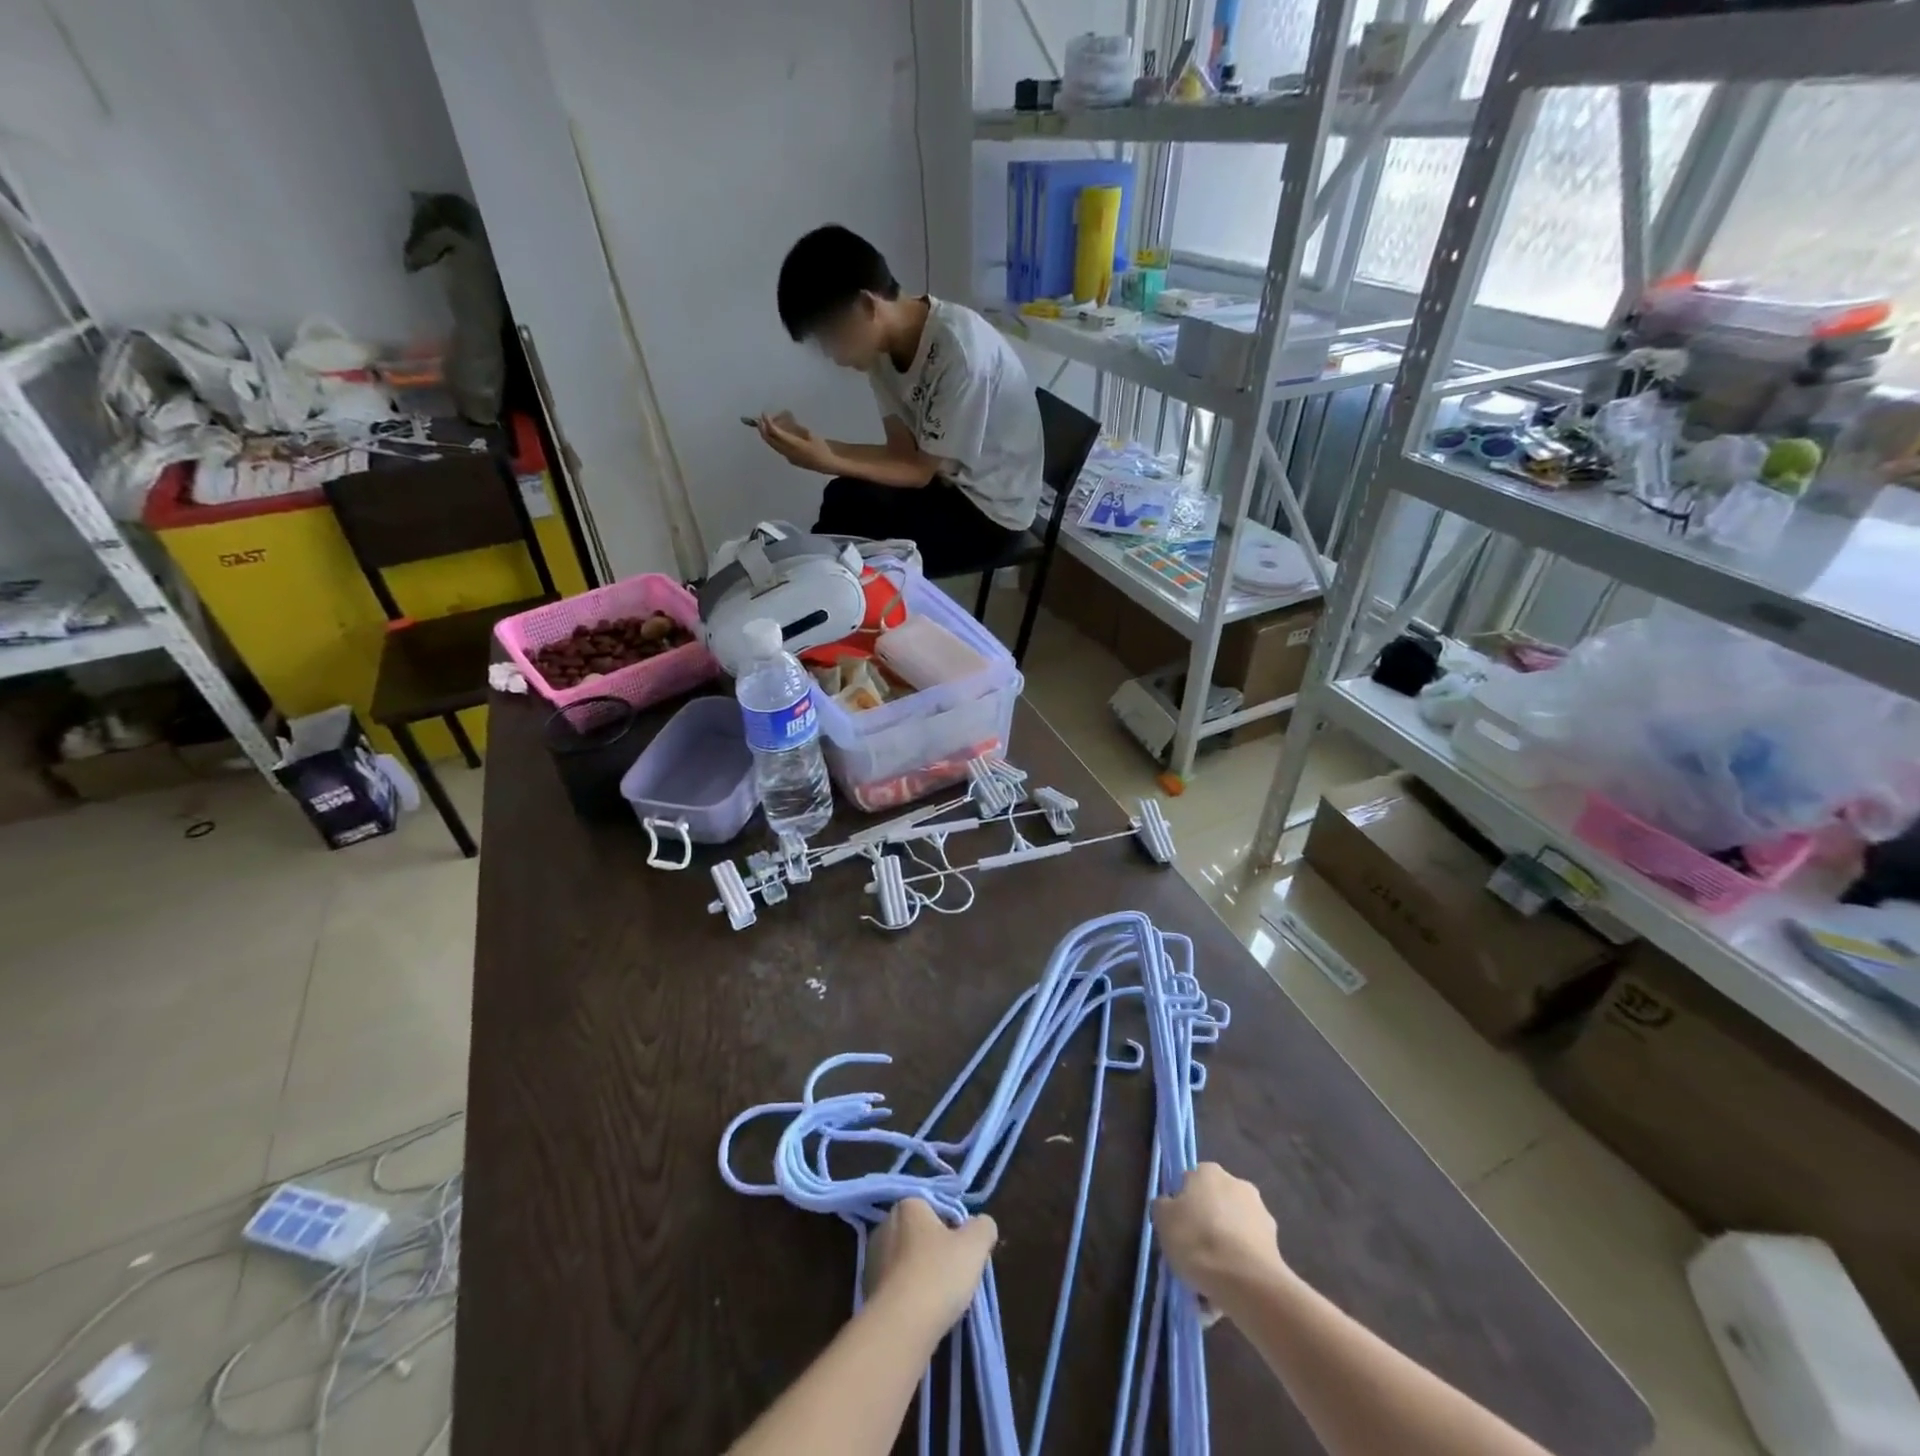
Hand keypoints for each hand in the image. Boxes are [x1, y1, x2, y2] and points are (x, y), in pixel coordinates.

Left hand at [757, 412, 834, 472]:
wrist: (828, 465)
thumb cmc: (822, 448)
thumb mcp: (810, 434)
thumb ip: (796, 428)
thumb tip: (785, 418)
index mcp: (794, 446)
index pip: (776, 433)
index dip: (768, 423)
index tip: (764, 413)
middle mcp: (788, 453)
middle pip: (770, 440)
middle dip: (763, 429)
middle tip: (761, 418)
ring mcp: (788, 457)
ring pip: (774, 444)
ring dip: (771, 433)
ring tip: (775, 423)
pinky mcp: (791, 458)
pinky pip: (779, 447)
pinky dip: (777, 438)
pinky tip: (782, 432)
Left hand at [865, 1199, 996, 1337]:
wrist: (900, 1327)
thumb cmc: (939, 1274)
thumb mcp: (975, 1245)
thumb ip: (983, 1227)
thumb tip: (982, 1225)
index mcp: (908, 1205)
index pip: (937, 1209)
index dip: (955, 1230)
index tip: (964, 1253)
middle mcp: (885, 1224)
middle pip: (921, 1234)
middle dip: (936, 1251)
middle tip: (955, 1276)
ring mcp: (872, 1258)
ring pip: (907, 1262)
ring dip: (921, 1275)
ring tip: (939, 1300)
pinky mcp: (866, 1290)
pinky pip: (895, 1287)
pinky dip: (908, 1296)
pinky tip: (921, 1314)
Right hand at [1152, 1163, 1286, 1308]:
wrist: (1245, 1281)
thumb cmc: (1196, 1240)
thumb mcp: (1163, 1219)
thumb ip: (1163, 1206)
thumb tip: (1169, 1206)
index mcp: (1210, 1172)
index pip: (1190, 1182)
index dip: (1181, 1207)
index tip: (1175, 1230)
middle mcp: (1238, 1185)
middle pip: (1214, 1208)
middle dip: (1205, 1229)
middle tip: (1191, 1257)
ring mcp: (1261, 1216)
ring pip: (1232, 1235)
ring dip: (1222, 1254)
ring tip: (1207, 1287)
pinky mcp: (1275, 1248)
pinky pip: (1247, 1258)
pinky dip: (1237, 1272)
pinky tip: (1224, 1297)